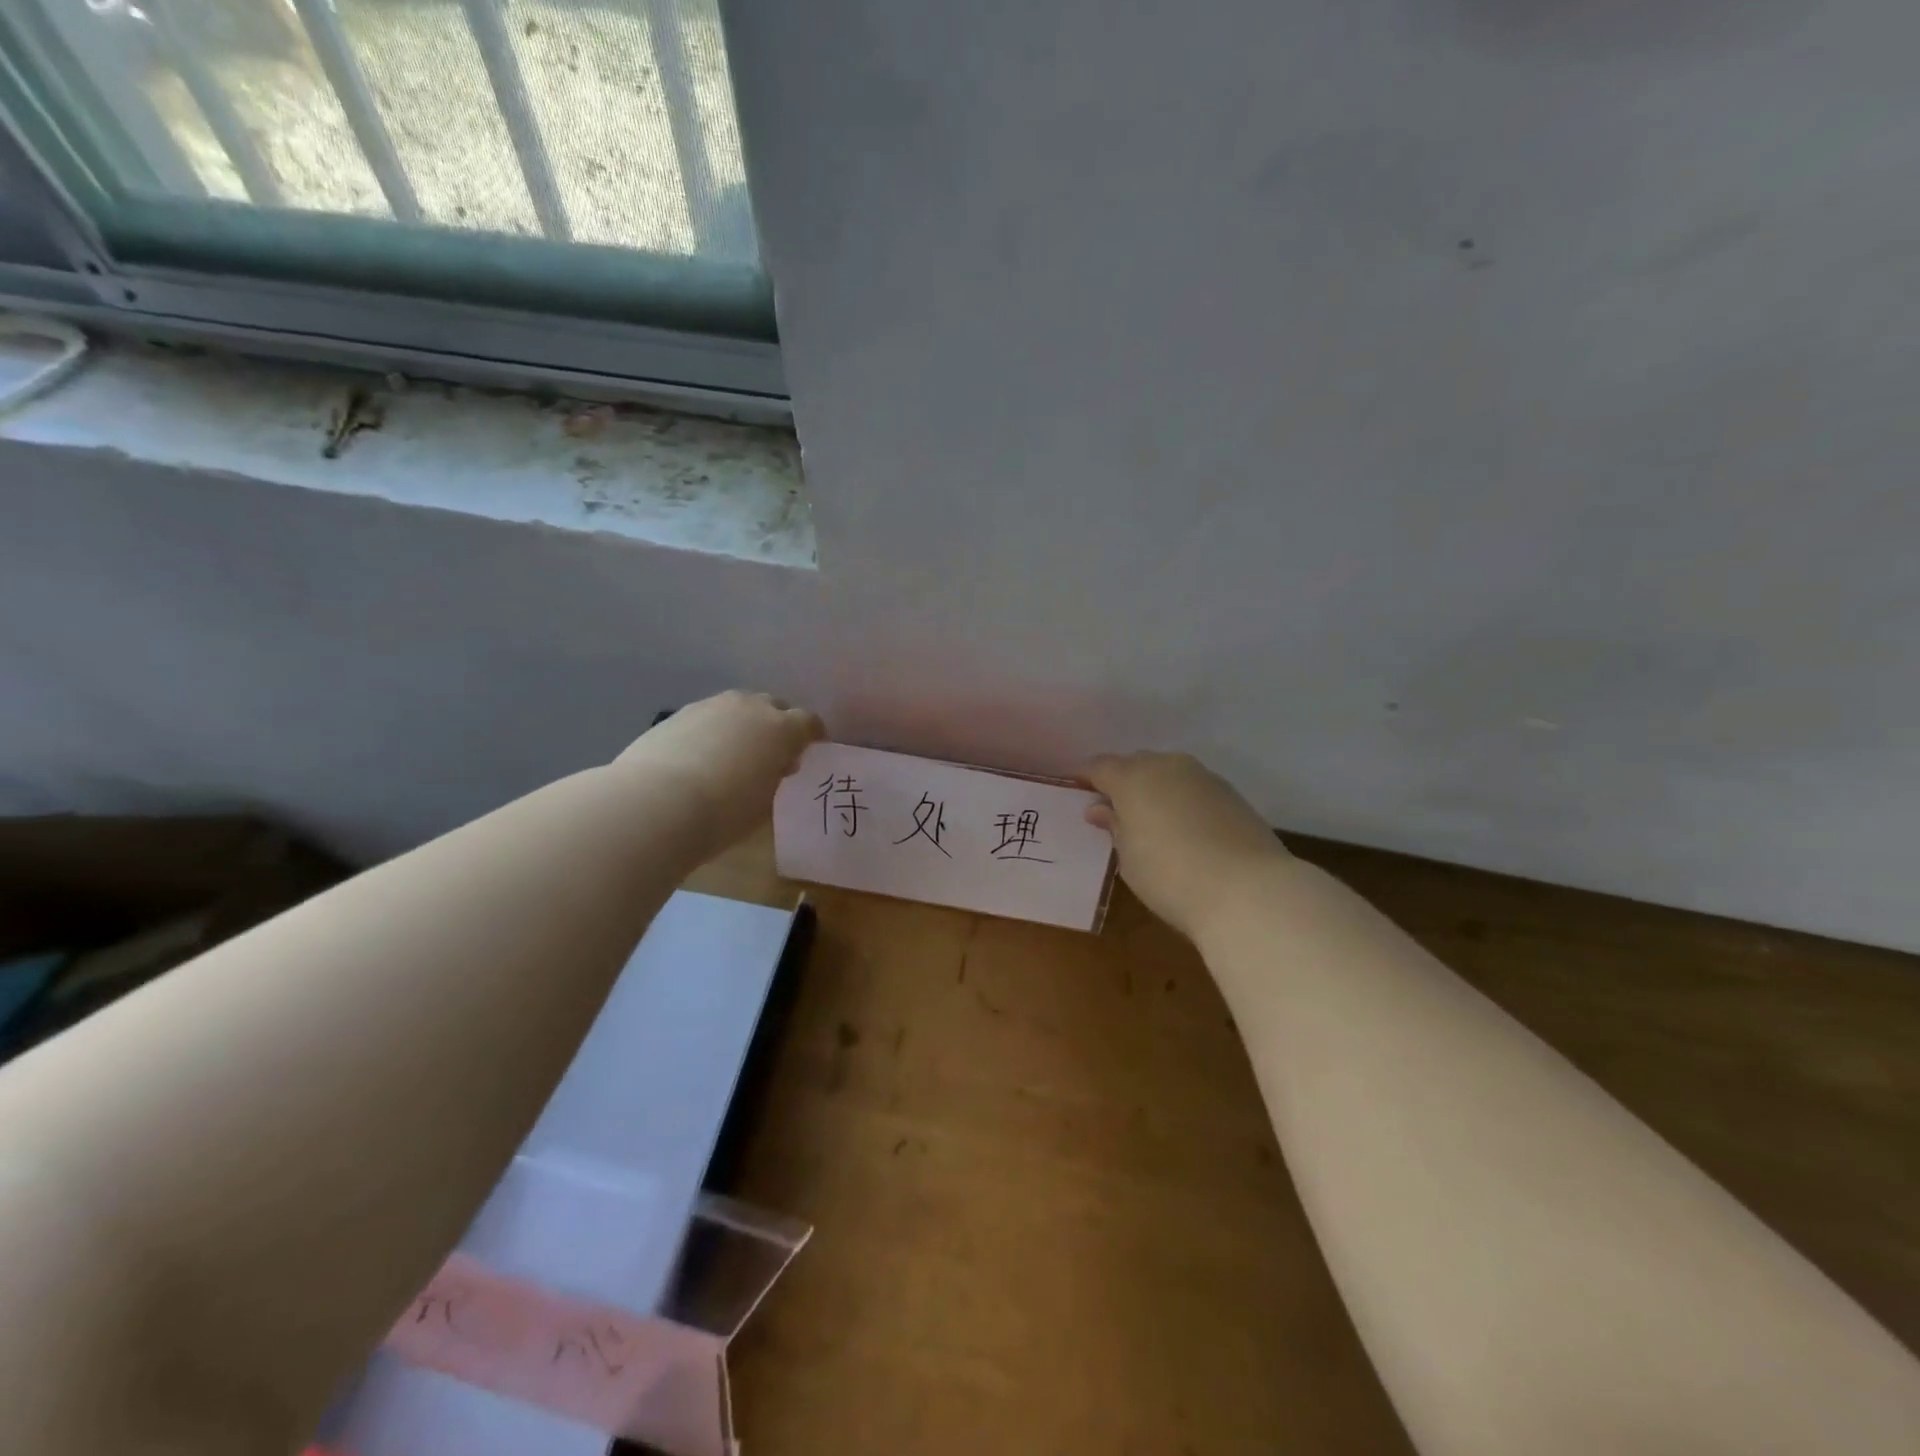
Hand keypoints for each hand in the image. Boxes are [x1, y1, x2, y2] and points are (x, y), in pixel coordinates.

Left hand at [616, 691, 822, 851]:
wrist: (656, 804)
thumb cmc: (723, 813)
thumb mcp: (764, 803)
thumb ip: (776, 777)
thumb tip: (776, 765)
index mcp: (782, 729)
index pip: (809, 722)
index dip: (813, 736)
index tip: (810, 751)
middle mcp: (750, 708)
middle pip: (774, 706)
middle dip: (778, 724)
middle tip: (772, 752)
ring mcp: (712, 706)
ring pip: (739, 707)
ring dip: (744, 724)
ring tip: (735, 752)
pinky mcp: (679, 714)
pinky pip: (709, 716)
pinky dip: (714, 730)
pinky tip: (702, 756)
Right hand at [1083, 752, 1290, 940]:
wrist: (1249, 890)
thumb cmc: (1170, 876)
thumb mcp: (1128, 857)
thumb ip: (1114, 826)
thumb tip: (1100, 809)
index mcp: (1133, 777)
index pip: (1099, 767)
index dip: (1085, 778)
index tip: (1076, 792)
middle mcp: (1167, 766)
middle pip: (1135, 764)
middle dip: (1121, 781)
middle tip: (1112, 810)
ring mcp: (1204, 777)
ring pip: (1168, 773)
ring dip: (1154, 789)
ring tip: (1149, 820)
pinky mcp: (1232, 795)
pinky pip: (1193, 788)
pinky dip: (1181, 800)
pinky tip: (1182, 828)